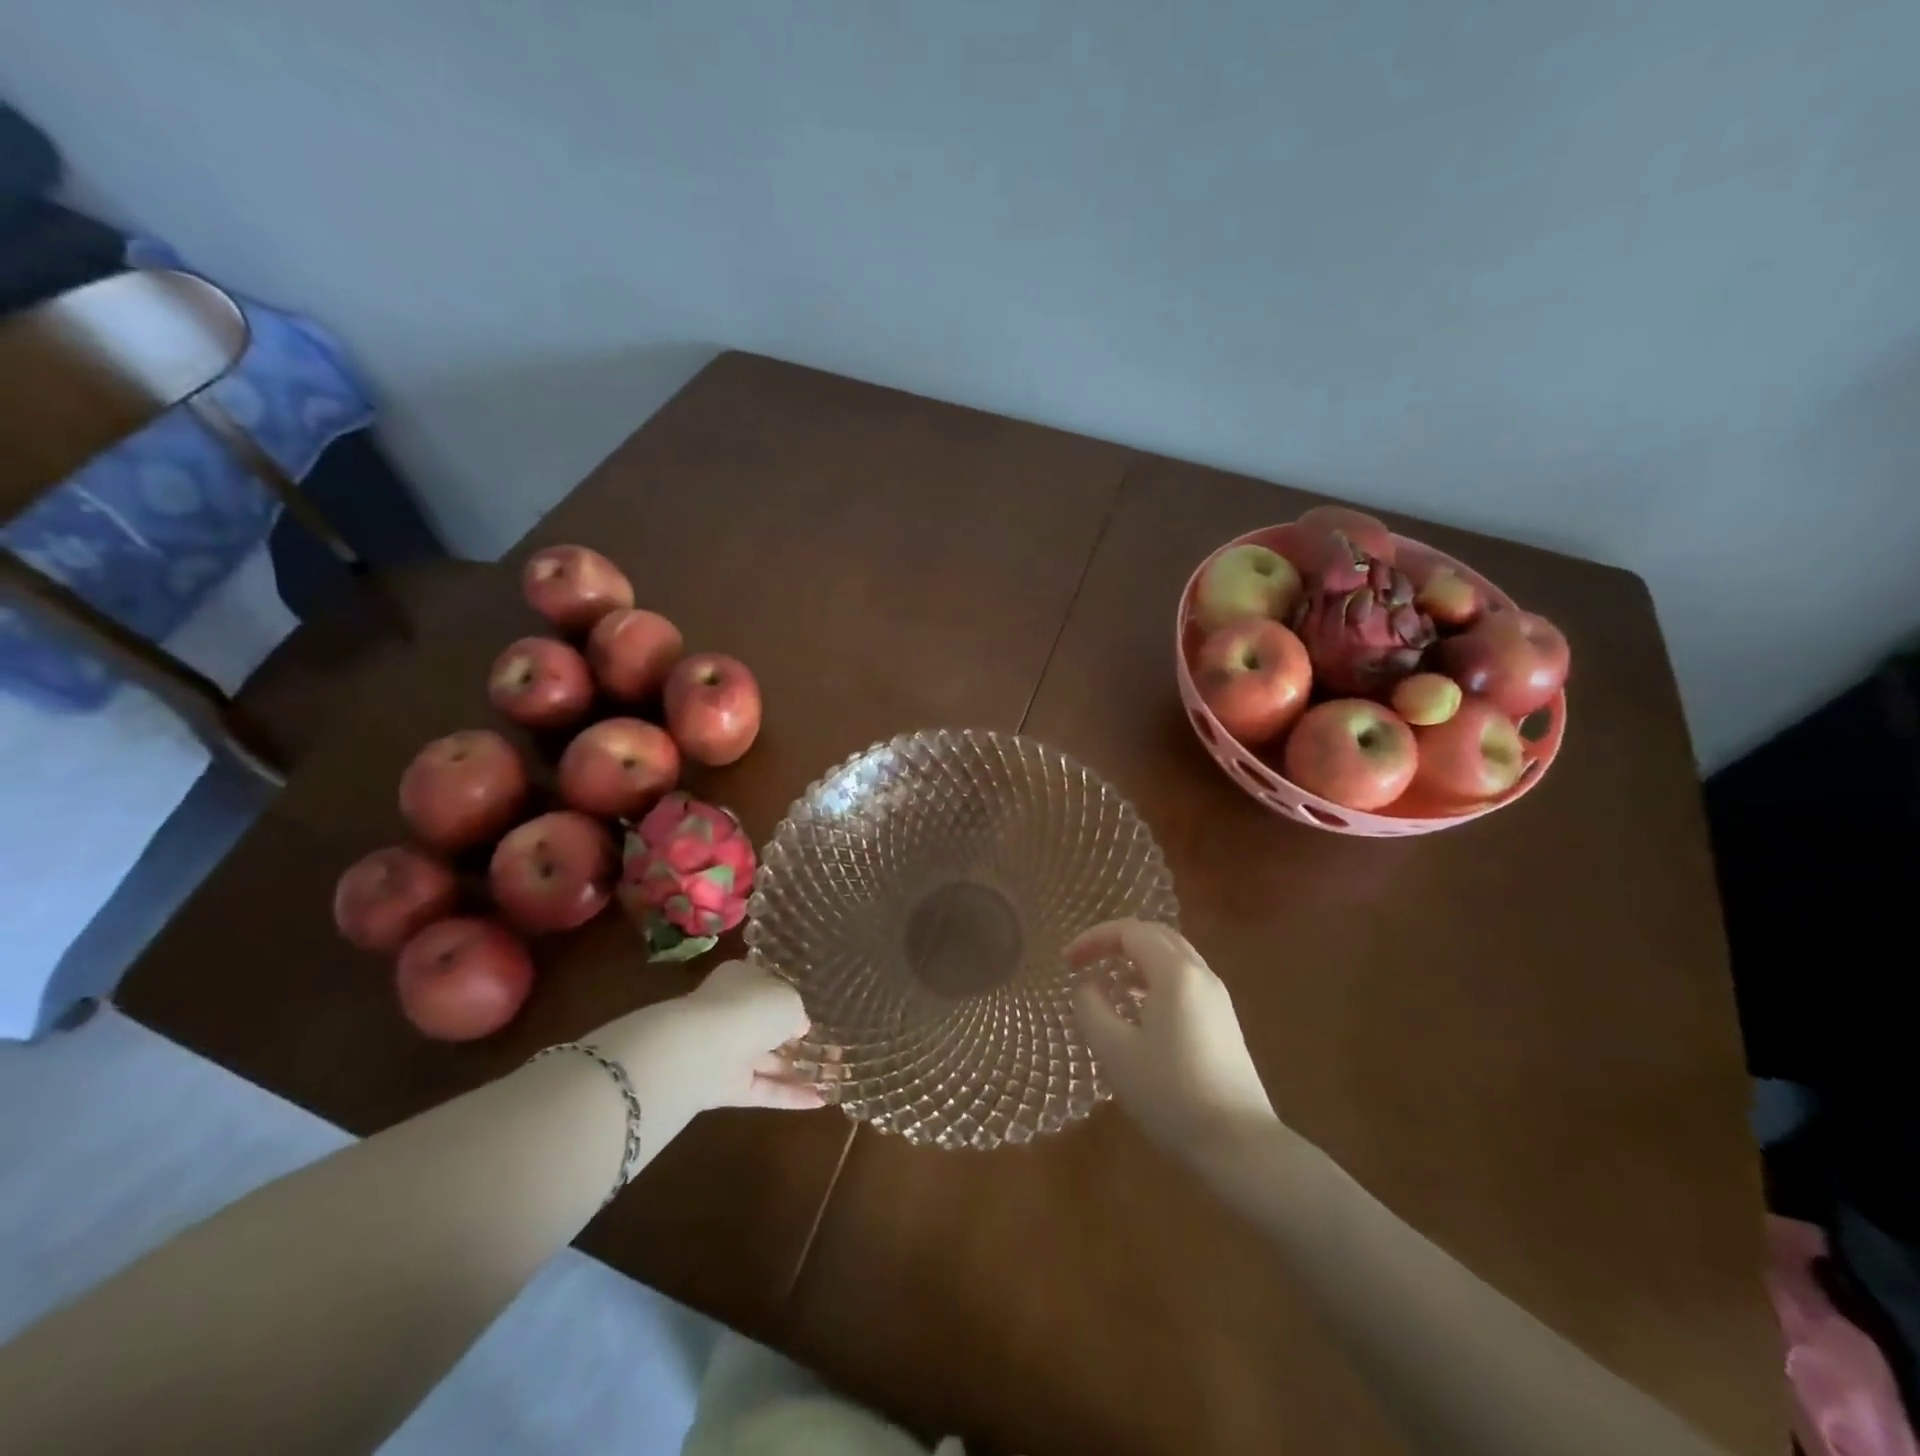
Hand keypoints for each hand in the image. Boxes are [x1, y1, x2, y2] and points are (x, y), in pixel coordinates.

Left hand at [600, 960, 824, 1117]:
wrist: (704, 1049)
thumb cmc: (751, 1007)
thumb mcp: (788, 1000)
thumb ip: (796, 1012)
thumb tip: (798, 1027)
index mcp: (741, 980)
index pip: (766, 988)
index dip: (789, 1001)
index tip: (811, 1015)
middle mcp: (732, 1013)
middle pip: (766, 1027)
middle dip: (794, 1039)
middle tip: (829, 1050)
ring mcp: (727, 1051)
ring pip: (766, 1061)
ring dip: (797, 1070)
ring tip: (832, 1077)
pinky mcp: (726, 1087)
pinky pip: (762, 1090)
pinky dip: (789, 1096)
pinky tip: (819, 1102)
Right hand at [1068, 919, 1278, 1165]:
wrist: (1240, 1146)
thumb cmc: (1170, 1094)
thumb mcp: (1115, 1051)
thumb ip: (1091, 1008)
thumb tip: (1088, 985)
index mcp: (1176, 973)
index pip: (1130, 931)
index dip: (1093, 939)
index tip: (1066, 962)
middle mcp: (1201, 975)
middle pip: (1155, 935)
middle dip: (1115, 942)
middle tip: (1084, 962)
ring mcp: (1218, 998)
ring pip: (1173, 957)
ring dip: (1136, 960)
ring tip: (1107, 984)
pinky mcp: (1224, 1022)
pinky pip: (1184, 980)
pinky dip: (1154, 979)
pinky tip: (1138, 1010)